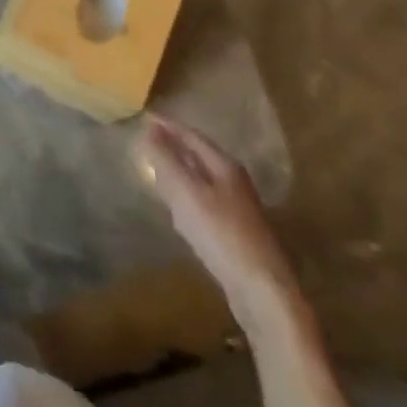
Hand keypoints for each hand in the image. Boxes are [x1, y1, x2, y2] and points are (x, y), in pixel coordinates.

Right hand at [135, 115, 299, 324]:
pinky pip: (203, 200)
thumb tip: (148, 130)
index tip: (144, 117)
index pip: (192, 136)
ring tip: (155, 166)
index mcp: (225, 166)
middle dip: (173, 145)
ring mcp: (237, 207)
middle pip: (199, 156)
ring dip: (179, 169)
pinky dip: (185, 194)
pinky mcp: (234, 231)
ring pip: (201, 178)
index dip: (168, 126)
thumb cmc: (221, 234)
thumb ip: (165, 160)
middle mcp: (234, 182)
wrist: (262, 290)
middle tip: (146, 138)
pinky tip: (176, 205)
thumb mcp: (186, 192)